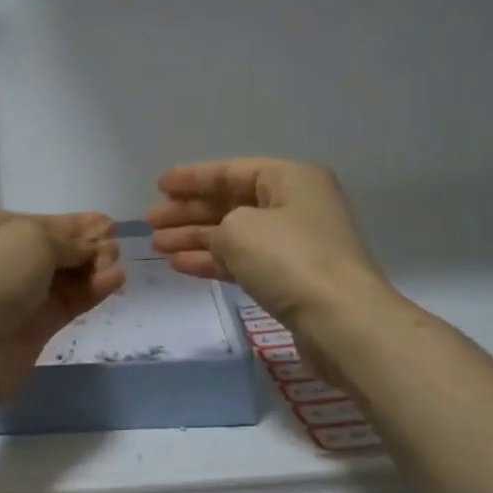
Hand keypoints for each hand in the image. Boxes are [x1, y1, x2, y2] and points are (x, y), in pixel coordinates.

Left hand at [0, 210, 123, 404]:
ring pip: (61, 279)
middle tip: (114, 246)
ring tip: (116, 265)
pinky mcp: (31, 330)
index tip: (107, 224)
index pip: (36, 222)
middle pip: (51, 252)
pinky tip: (114, 281)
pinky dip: (90, 292)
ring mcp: (14, 298)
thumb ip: (68, 240)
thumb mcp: (33, 237)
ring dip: (91, 269)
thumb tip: (91, 247)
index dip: (72, 224)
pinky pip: (66, 304)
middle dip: (85, 247)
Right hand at [144, 158, 387, 326]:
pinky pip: (243, 261)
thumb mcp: (239, 230)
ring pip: (235, 234)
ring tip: (157, 245)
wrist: (341, 322)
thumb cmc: (289, 260)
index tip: (158, 186)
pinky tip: (181, 264)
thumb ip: (217, 227)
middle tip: (151, 220)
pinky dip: (213, 261)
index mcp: (291, 179)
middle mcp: (295, 205)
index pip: (232, 171)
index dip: (193, 178)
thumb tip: (218, 240)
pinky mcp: (291, 279)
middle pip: (232, 202)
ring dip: (195, 237)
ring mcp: (295, 244)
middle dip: (189, 211)